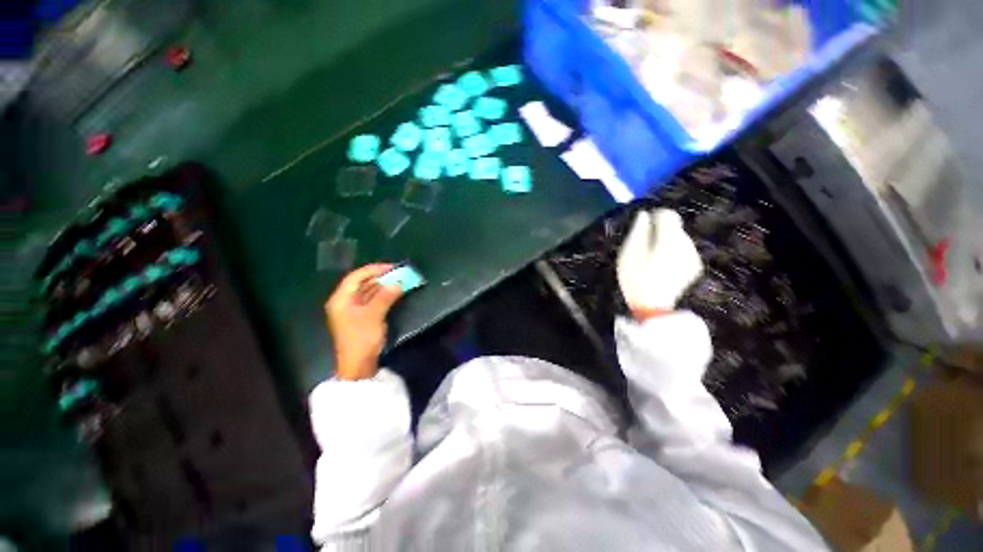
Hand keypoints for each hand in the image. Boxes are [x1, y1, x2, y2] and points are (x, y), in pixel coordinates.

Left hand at [325, 264, 403, 380]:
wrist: (358, 364)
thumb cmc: (362, 338)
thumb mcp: (373, 315)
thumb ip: (385, 297)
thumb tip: (398, 283)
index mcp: (341, 299)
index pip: (356, 277)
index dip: (373, 270)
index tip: (391, 267)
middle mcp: (345, 302)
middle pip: (362, 283)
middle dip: (380, 277)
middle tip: (398, 273)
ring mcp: (353, 310)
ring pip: (368, 292)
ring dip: (383, 286)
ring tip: (399, 281)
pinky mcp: (361, 317)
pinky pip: (372, 300)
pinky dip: (382, 295)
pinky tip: (394, 293)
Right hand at [617, 209, 702, 319]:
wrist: (653, 307)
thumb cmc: (636, 279)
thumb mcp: (629, 254)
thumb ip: (638, 232)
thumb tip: (643, 214)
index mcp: (669, 240)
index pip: (669, 215)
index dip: (656, 216)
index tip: (644, 226)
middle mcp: (685, 245)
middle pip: (675, 227)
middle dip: (660, 232)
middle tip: (644, 248)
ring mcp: (692, 257)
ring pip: (679, 239)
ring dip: (666, 243)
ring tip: (652, 259)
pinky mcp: (694, 267)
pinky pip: (683, 251)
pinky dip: (673, 254)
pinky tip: (662, 267)